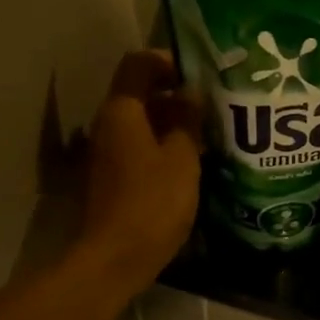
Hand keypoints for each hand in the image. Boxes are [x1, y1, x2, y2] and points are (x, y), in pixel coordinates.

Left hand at [79, 51, 202, 291]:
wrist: (116, 258)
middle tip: (212, 105)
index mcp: (121, 111)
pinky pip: (139, 148)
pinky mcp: (113, 178)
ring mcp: (107, 153)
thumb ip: (187, 120)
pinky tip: (191, 162)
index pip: (138, 64)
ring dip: (171, 123)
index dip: (167, 61)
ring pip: (141, 123)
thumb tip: (190, 93)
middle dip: (175, 94)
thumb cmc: (152, 203)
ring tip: (208, 134)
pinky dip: (163, 146)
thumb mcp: (181, 158)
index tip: (198, 74)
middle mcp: (108, 125)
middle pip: (139, 94)